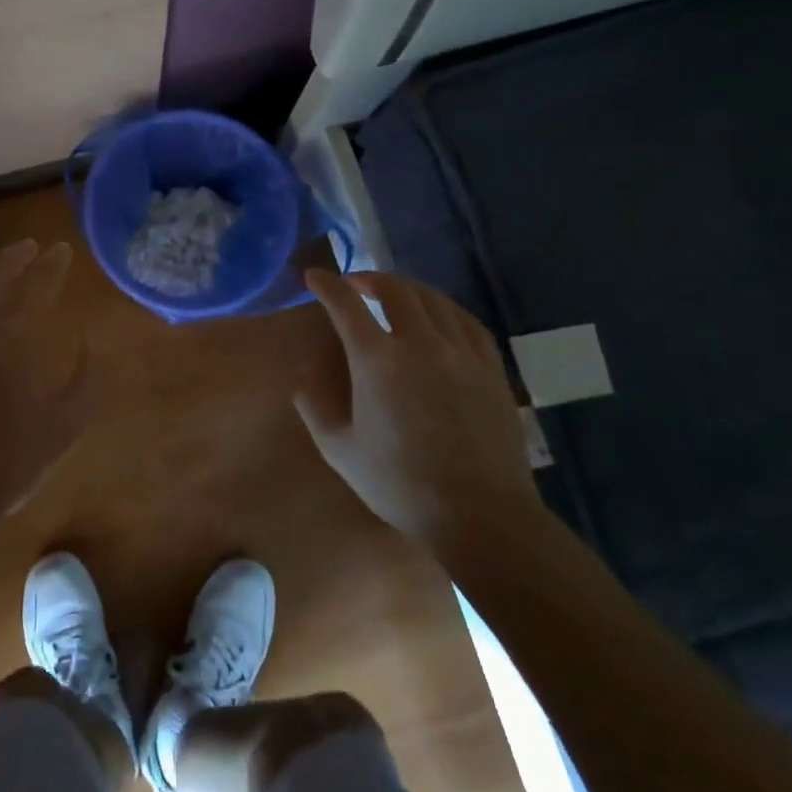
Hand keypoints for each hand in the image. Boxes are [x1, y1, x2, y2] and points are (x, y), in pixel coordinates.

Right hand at [300, 270, 539, 557]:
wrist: (481, 515)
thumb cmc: (401, 484)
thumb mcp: (340, 451)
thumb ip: (313, 406)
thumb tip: (301, 374)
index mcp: (377, 360)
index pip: (345, 304)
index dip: (326, 285)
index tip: (314, 276)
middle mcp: (420, 343)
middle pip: (394, 289)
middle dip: (368, 278)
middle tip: (354, 284)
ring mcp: (461, 352)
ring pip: (432, 299)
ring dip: (406, 289)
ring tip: (393, 295)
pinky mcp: (490, 367)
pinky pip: (466, 321)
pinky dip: (444, 308)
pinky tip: (438, 316)